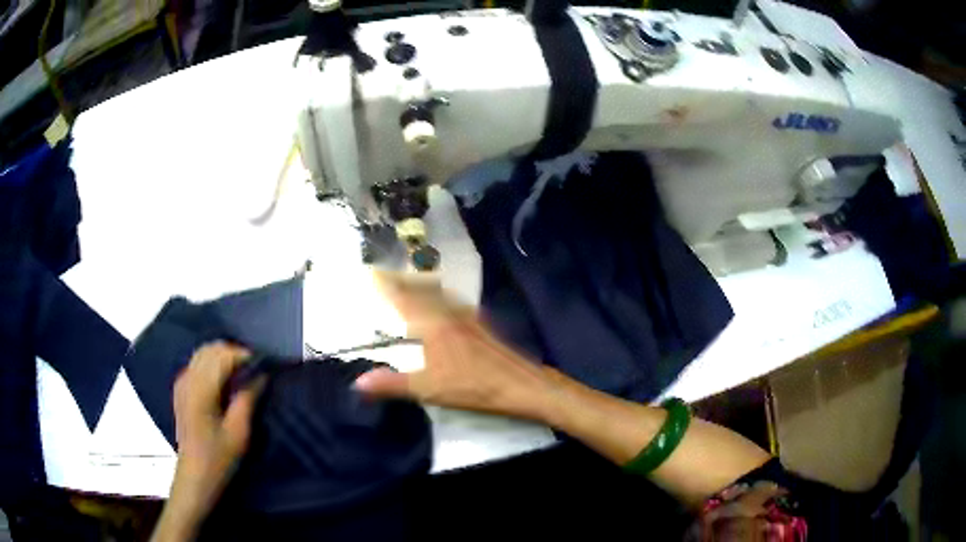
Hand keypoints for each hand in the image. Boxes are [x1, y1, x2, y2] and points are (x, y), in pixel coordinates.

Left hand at [152, 342, 263, 541]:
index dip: (245, 356)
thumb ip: (248, 398)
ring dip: (223, 357)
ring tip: (243, 374)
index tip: (265, 365)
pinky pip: (197, 364)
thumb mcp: (239, 432)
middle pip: (211, 349)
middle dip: (234, 353)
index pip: (223, 356)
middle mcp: (188, 378)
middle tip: (256, 370)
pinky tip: (225, 382)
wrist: (195, 476)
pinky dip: (213, 364)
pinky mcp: (181, 389)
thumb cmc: (219, 458)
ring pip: (203, 353)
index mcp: (201, 389)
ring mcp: (182, 382)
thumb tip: (262, 375)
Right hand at [353, 272, 554, 420]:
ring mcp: (468, 317)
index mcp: (432, 325)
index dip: (387, 286)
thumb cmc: (471, 387)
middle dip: (403, 281)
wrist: (518, 384)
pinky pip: (455, 302)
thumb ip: (391, 384)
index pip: (403, 299)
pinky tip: (447, 302)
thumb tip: (358, 382)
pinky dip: (442, 296)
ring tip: (411, 280)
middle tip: (387, 272)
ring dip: (422, 285)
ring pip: (440, 293)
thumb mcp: (427, 389)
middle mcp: (449, 313)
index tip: (372, 272)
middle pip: (422, 290)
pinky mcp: (482, 324)